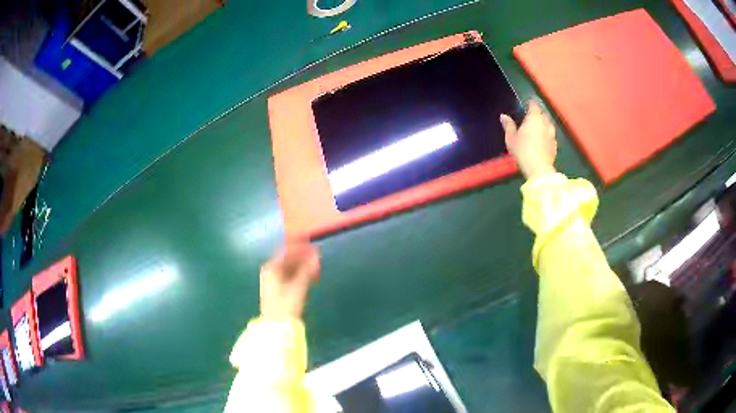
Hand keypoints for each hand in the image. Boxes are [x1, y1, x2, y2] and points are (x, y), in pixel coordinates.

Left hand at [259, 243, 320, 319]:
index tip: (314, 245)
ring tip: (317, 265)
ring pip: (290, 267)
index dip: (301, 247)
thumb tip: (317, 255)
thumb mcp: (298, 287)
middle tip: (318, 255)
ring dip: (303, 265)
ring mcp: (273, 279)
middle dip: (303, 257)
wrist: (277, 325)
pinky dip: (300, 274)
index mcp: (271, 267)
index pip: (287, 252)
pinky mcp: (278, 288)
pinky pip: (290, 275)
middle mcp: (270, 271)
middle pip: (288, 259)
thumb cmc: (285, 305)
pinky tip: (311, 275)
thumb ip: (307, 270)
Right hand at [500, 100, 557, 179]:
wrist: (538, 168)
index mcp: (534, 118)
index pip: (534, 105)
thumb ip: (508, 125)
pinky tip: (543, 140)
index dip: (530, 104)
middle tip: (531, 117)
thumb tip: (503, 115)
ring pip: (549, 125)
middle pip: (543, 114)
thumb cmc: (523, 150)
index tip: (526, 104)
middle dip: (538, 114)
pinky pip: (551, 136)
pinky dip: (547, 135)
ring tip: (538, 128)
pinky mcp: (555, 145)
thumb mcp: (511, 138)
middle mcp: (545, 123)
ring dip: (544, 124)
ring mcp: (552, 134)